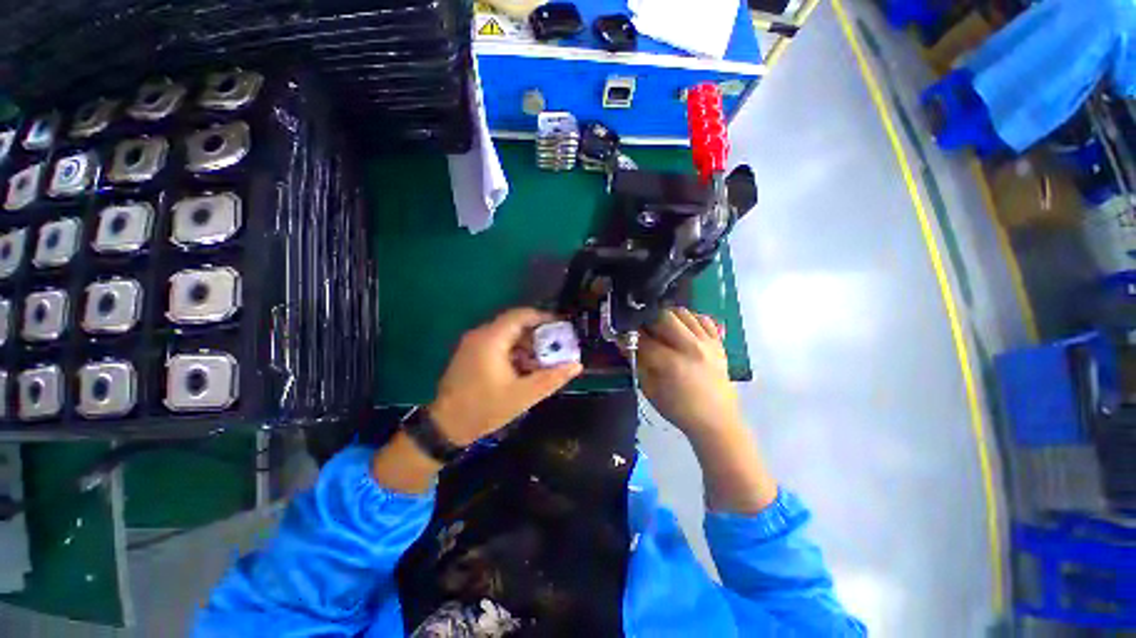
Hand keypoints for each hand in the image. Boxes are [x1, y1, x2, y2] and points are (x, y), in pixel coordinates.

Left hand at [429, 308, 582, 445]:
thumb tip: (576, 365)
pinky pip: (498, 344)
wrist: (445, 426)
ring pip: (506, 335)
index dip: (543, 317)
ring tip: (543, 360)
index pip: (521, 315)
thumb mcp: (523, 396)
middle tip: (556, 347)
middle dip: (538, 334)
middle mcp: (480, 335)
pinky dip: (514, 351)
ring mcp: (473, 344)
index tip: (562, 327)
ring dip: (526, 344)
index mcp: (491, 340)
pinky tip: (524, 367)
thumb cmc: (484, 409)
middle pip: (515, 324)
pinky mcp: (471, 354)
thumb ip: (551, 378)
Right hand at [635, 307, 742, 436]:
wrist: (716, 421)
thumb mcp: (650, 390)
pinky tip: (684, 328)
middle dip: (649, 320)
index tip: (623, 334)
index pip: (644, 339)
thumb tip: (625, 344)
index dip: (630, 335)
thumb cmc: (679, 409)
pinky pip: (704, 319)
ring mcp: (707, 343)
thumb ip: (638, 364)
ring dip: (668, 316)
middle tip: (643, 328)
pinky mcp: (719, 344)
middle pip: (664, 316)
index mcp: (671, 363)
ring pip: (684, 313)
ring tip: (662, 326)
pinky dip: (691, 319)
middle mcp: (690, 347)